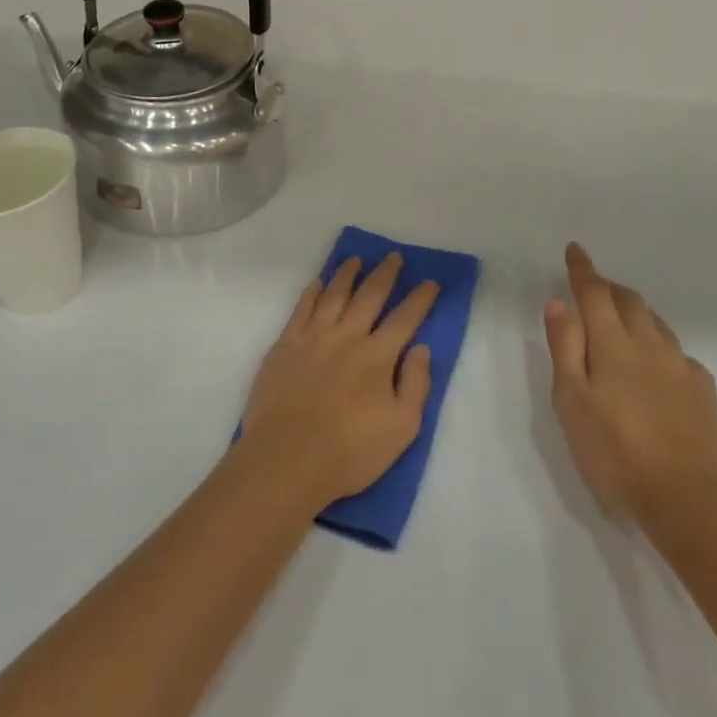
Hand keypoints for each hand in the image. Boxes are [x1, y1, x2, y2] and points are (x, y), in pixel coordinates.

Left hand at [241, 253, 440, 507]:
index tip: (431, 281)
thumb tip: (421, 348)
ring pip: (333, 294)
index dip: (420, 298)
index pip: (405, 318)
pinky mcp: (284, 345)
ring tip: (355, 259)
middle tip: (394, 256)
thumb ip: (415, 384)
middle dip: (385, 274)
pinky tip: (317, 282)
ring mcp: (312, 337)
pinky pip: (301, 308)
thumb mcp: (401, 428)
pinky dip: (311, 292)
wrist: (286, 459)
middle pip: (369, 296)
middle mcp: (347, 336)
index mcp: (378, 356)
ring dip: (347, 274)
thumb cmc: (349, 451)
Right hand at [542, 244, 716, 533]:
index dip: (583, 270)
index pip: (595, 294)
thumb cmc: (614, 451)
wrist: (689, 499)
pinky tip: (658, 366)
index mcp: (613, 345)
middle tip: (594, 287)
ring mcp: (682, 368)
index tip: (576, 250)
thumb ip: (565, 348)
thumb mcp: (572, 401)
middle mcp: (650, 346)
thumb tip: (559, 304)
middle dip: (609, 288)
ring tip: (622, 320)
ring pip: (657, 324)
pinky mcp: (704, 393)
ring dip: (636, 312)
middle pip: (630, 302)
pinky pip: (678, 354)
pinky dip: (660, 346)